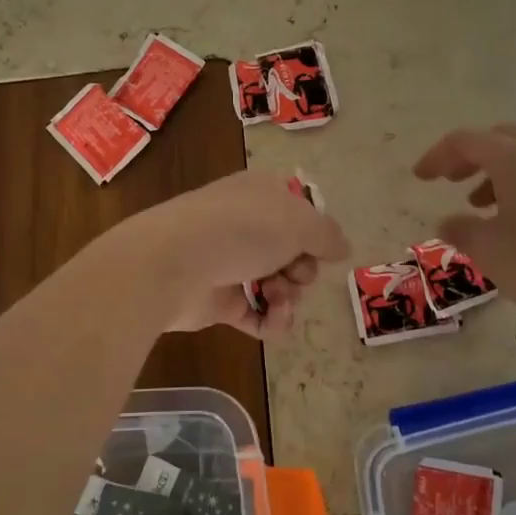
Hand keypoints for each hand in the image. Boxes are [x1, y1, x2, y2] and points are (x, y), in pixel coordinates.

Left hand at [130, 170, 350, 336]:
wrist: (174, 263)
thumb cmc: (242, 229)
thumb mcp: (300, 222)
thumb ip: (328, 235)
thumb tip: (341, 248)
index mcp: (260, 193)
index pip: (297, 206)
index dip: (314, 228)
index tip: (322, 245)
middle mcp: (244, 223)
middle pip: (292, 250)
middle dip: (303, 267)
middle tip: (295, 272)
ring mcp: (229, 262)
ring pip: (277, 283)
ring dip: (289, 295)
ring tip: (278, 296)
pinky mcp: (216, 300)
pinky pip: (256, 314)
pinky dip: (270, 320)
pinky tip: (273, 321)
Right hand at [413, 124, 515, 348]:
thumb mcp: (489, 251)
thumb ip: (461, 230)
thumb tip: (448, 221)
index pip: (466, 141)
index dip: (437, 155)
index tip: (420, 177)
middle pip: (502, 138)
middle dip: (471, 156)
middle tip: (451, 180)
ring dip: (500, 173)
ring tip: (483, 206)